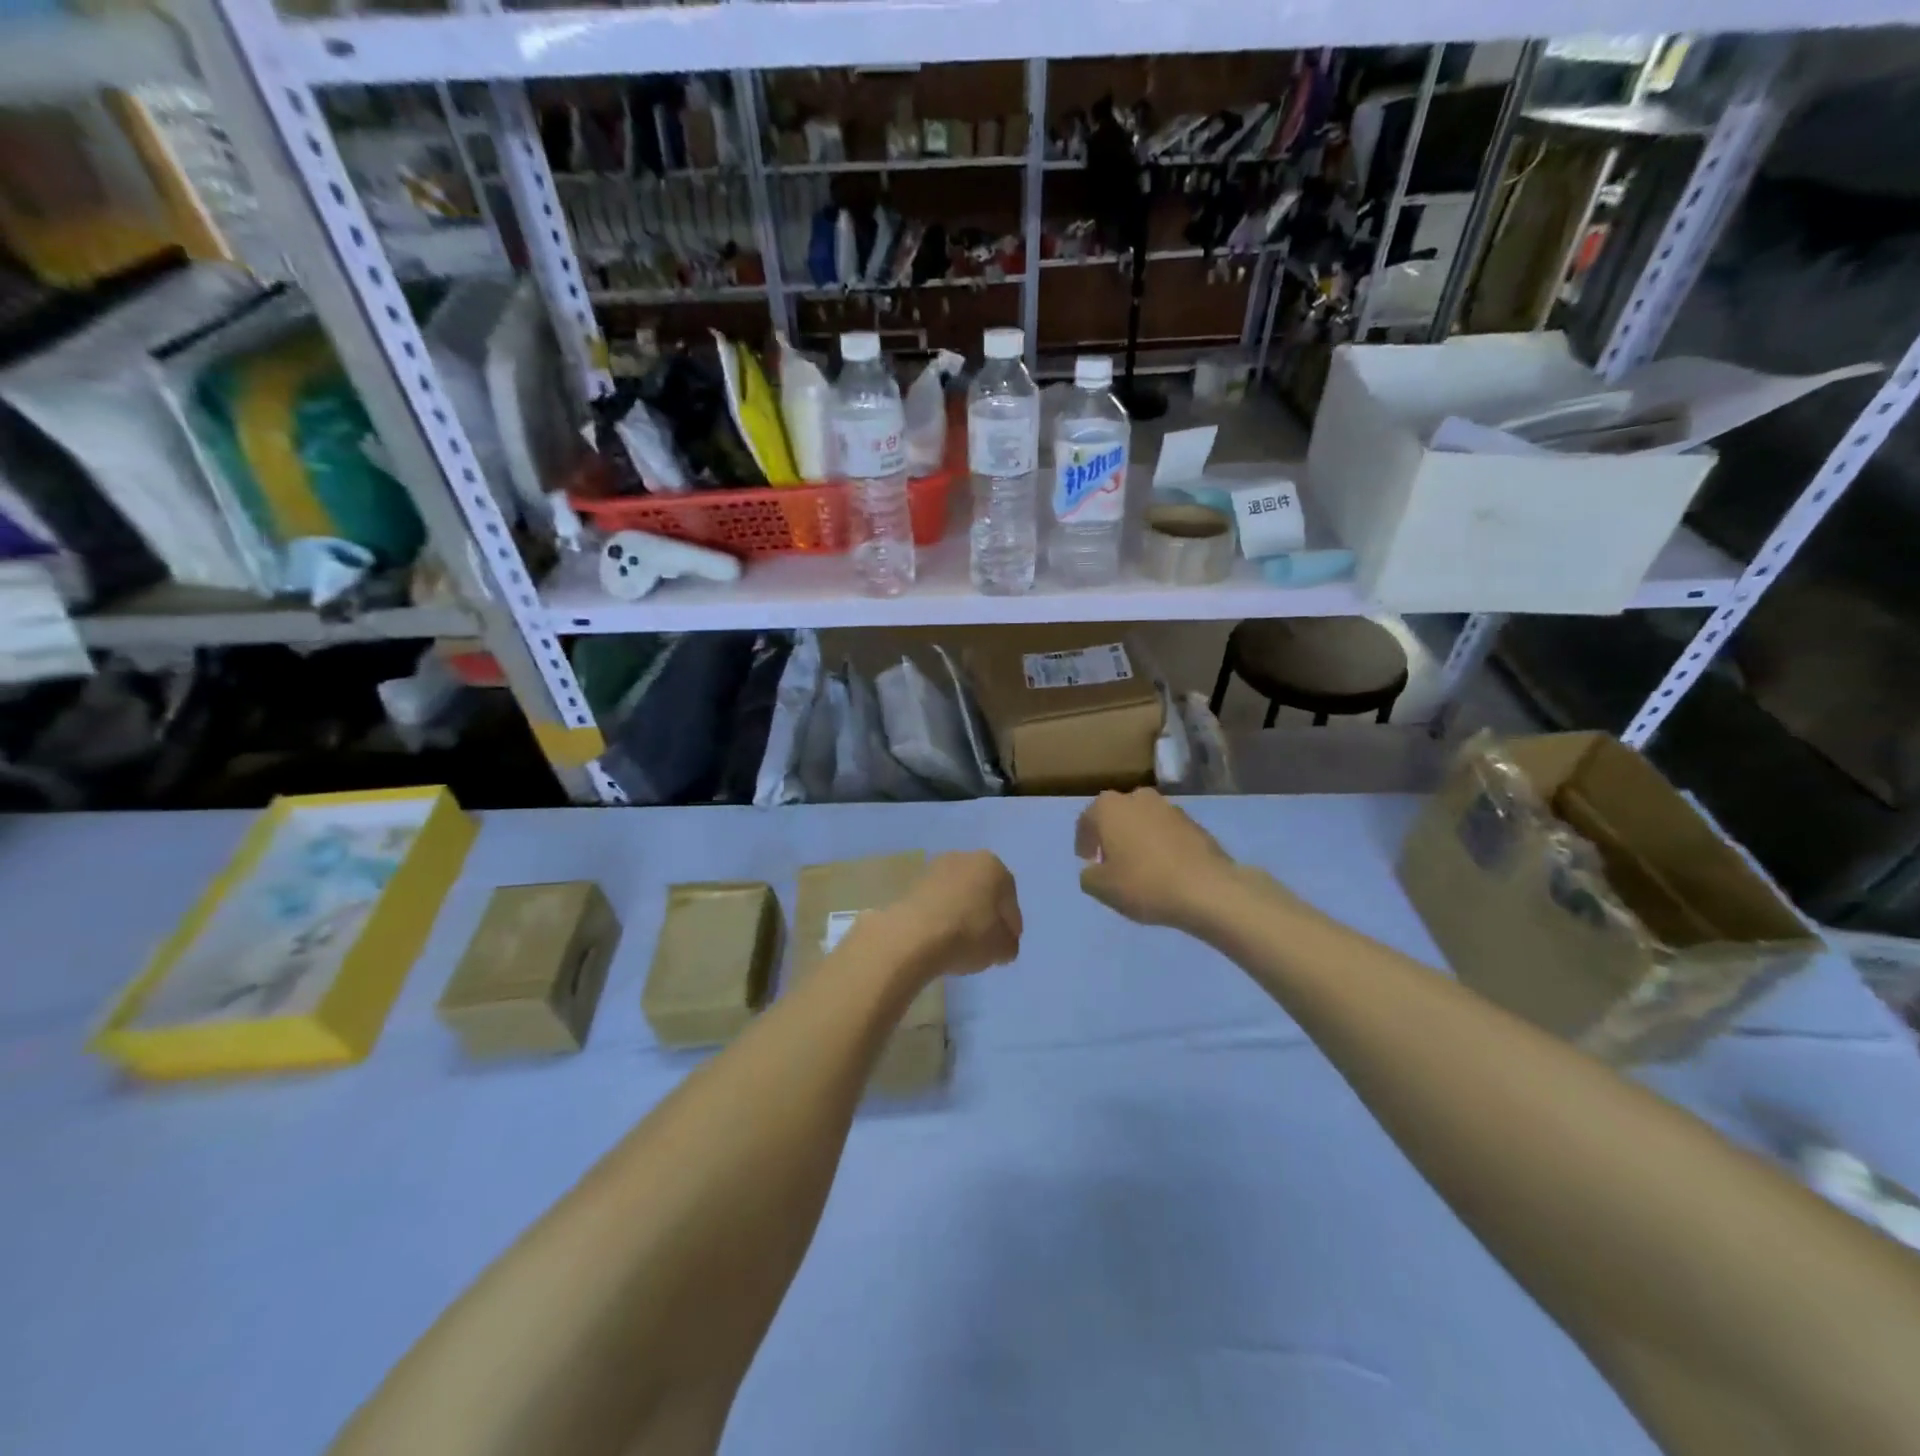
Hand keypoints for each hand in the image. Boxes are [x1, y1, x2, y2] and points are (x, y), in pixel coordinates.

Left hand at [880, 851, 1021, 979]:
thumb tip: (1003, 943)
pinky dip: (941, 916)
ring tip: (960, 943)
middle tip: (986, 943)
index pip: (1010, 900)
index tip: (1006, 946)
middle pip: (983, 892)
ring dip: (962, 914)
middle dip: (986, 915)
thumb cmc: (968, 935)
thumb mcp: (1002, 948)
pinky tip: (940, 937)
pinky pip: (937, 902)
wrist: (913, 936)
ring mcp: (935, 868)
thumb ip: (1009, 943)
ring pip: (958, 895)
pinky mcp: (912, 884)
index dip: (1011, 926)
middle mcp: (965, 858)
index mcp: (993, 866)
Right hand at [1076, 788, 1236, 929]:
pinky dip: (1160, 845)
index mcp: (1109, 807)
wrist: (1207, 889)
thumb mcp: (1101, 888)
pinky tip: (1164, 868)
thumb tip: (1093, 870)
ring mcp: (1169, 807)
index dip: (1083, 842)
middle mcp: (1137, 797)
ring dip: (1137, 838)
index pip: (1086, 820)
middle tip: (1110, 862)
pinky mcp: (1194, 822)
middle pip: (1116, 816)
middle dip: (1111, 836)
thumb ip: (1088, 876)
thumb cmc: (1144, 883)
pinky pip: (1166, 832)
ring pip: (1142, 821)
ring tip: (1139, 866)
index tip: (1087, 861)